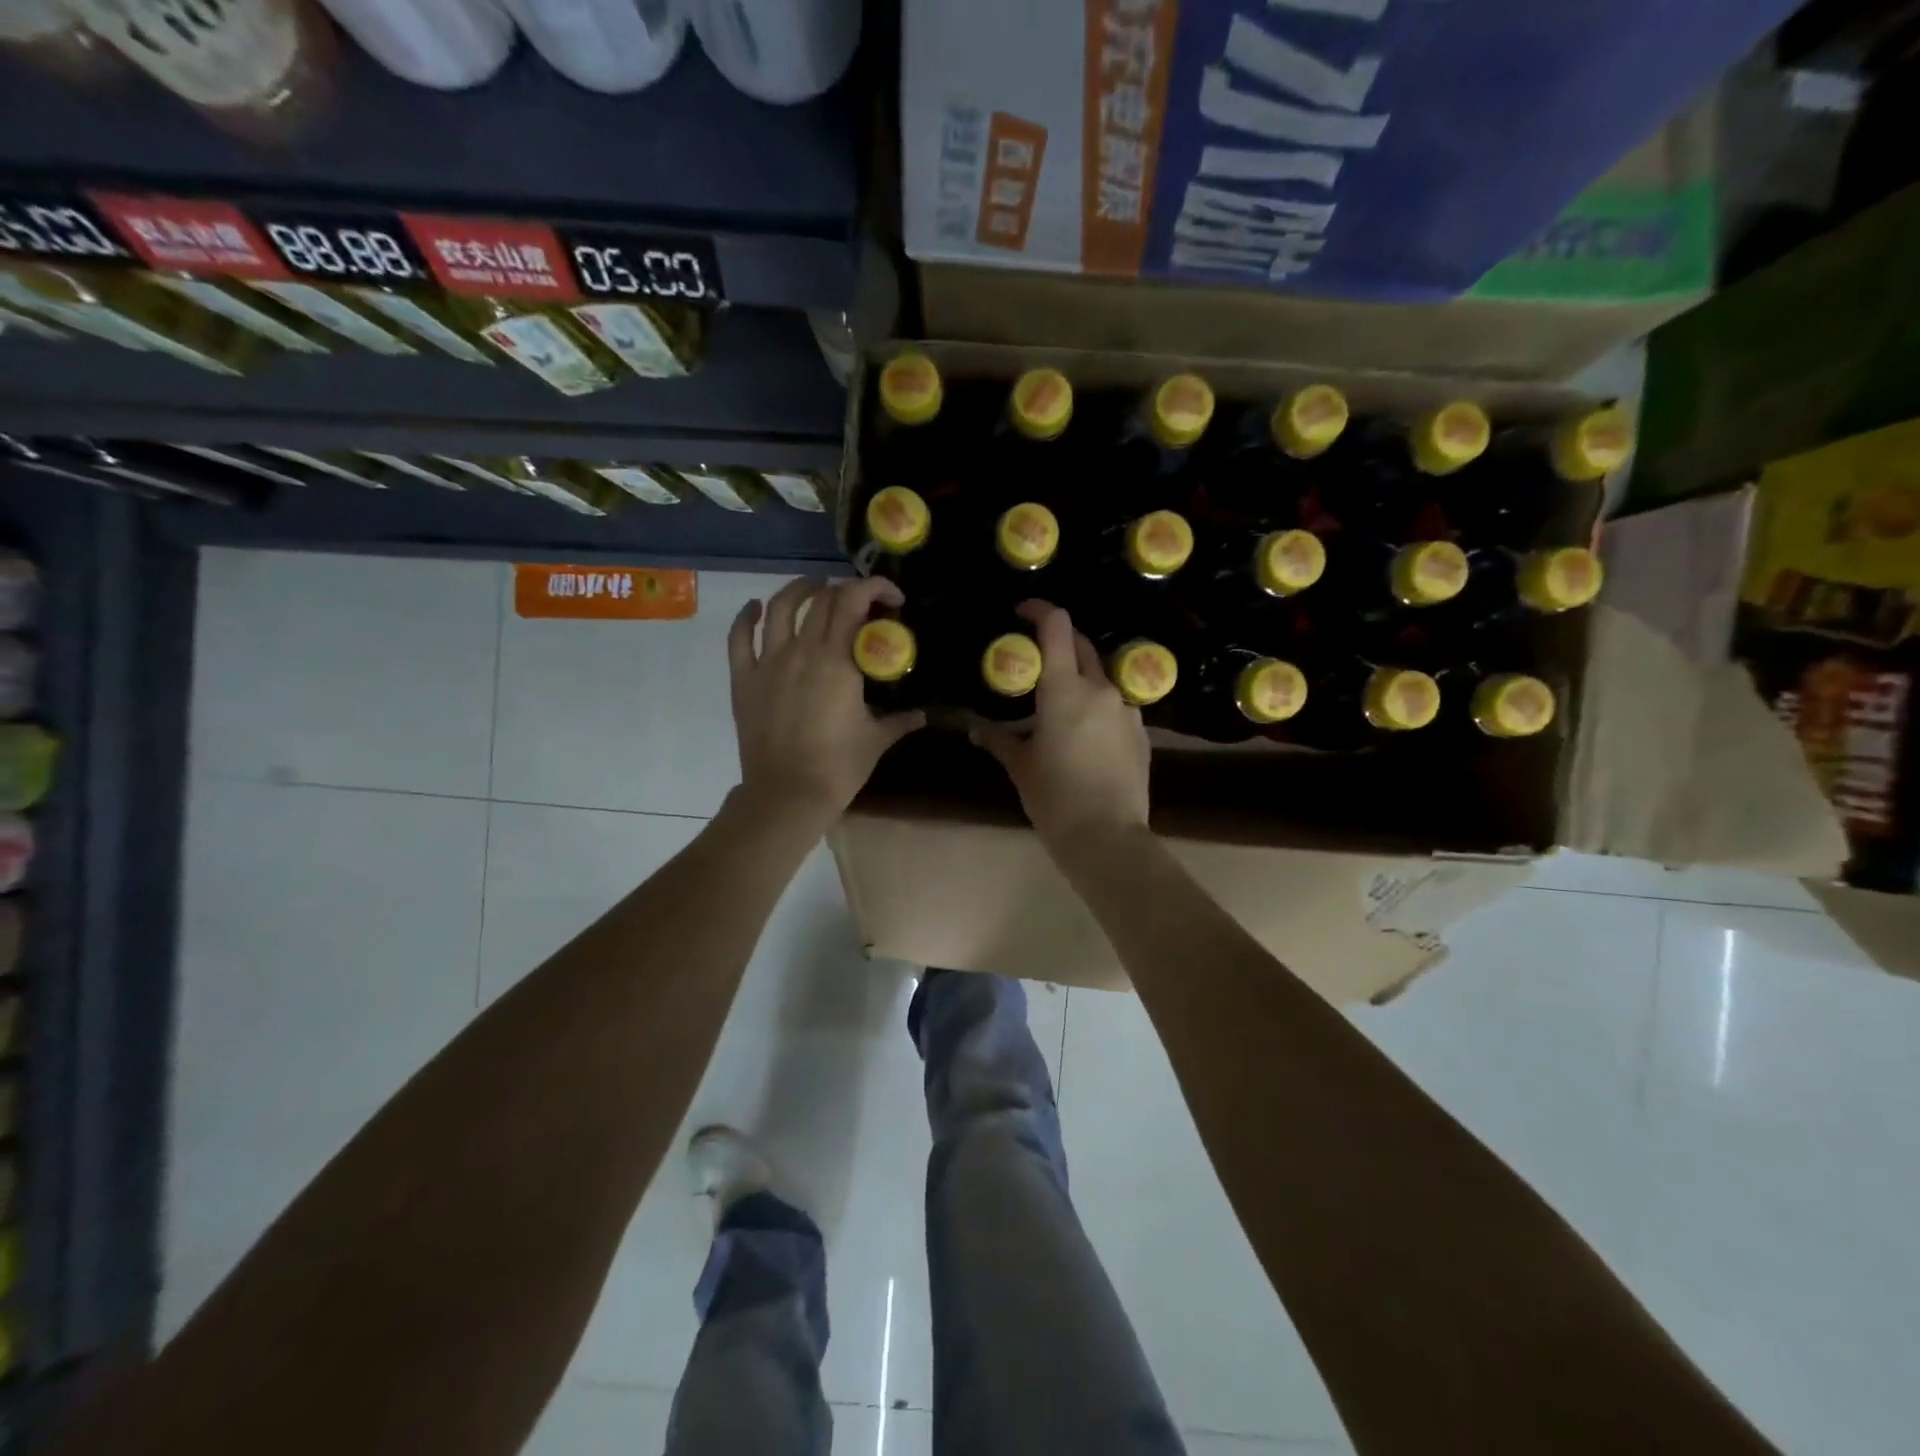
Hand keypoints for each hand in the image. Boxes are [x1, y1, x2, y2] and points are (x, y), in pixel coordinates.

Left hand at [727, 575, 924, 830]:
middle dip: (845, 591)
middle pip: (821, 600)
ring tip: (813, 587)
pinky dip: (746, 616)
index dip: (874, 587)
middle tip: (860, 602)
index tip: (892, 598)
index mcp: (837, 661)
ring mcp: (768, 663)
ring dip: (799, 590)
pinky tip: (755, 607)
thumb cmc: (838, 767)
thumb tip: (922, 715)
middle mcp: (801, 651)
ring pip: (779, 607)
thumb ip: (900, 721)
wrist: (787, 795)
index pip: (853, 601)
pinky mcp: (744, 680)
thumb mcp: (877, 740)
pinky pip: (740, 638)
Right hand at [973, 601, 1150, 850]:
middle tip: (1037, 659)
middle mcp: (1100, 689)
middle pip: (1082, 646)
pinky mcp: (1142, 733)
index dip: (1040, 610)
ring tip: (1060, 706)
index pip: (1057, 627)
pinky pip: (1116, 707)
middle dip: (1060, 643)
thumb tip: (976, 730)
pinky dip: (1098, 708)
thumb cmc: (1055, 798)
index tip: (1023, 612)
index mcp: (1065, 690)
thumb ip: (999, 740)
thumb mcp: (1021, 767)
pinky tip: (1086, 736)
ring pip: (1101, 678)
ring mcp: (1127, 710)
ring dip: (1080, 679)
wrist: (1107, 837)